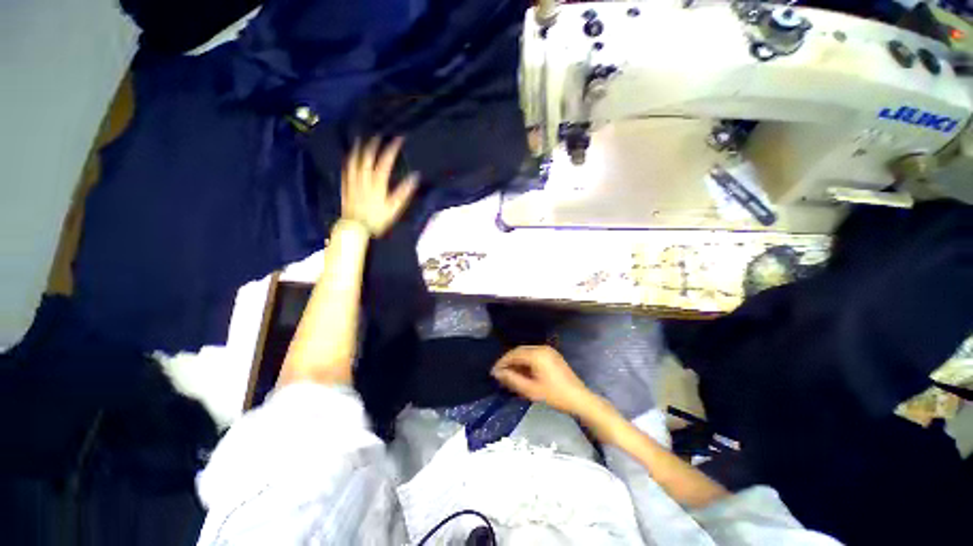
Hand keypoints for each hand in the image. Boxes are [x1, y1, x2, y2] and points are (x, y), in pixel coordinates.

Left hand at [342, 137, 418, 236]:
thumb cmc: (378, 219)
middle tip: (378, 135)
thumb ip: (404, 191)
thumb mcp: (395, 207)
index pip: (385, 161)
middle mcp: (364, 178)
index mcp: (378, 183)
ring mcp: (353, 181)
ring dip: (359, 149)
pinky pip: (346, 169)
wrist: (356, 227)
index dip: (391, 148)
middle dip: (373, 144)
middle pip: (367, 157)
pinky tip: (349, 157)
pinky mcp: (346, 186)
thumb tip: (415, 177)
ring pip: (355, 160)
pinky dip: (349, 161)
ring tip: (361, 140)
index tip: (398, 139)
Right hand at [491, 346, 595, 415]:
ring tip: (510, 374)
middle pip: (520, 351)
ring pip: (527, 352)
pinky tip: (523, 372)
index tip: (493, 372)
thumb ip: (512, 379)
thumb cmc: (554, 395)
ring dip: (517, 361)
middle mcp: (542, 348)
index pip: (514, 354)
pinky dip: (526, 361)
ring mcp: (549, 350)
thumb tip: (497, 373)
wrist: (579, 399)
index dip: (502, 362)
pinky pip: (534, 354)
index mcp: (537, 354)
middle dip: (509, 361)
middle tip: (500, 373)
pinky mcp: (553, 355)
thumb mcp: (531, 390)